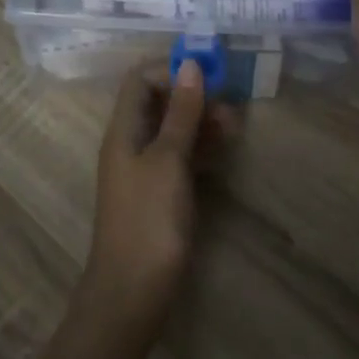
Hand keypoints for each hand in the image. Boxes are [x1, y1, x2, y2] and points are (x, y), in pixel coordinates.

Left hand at [82, 62, 228, 340]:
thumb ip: (181, 113)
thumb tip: (191, 64)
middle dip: (193, 96)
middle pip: (159, 102)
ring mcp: (144, 169)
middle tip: (230, 103)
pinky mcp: (158, 193)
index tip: (208, 74)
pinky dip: (199, 147)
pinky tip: (223, 148)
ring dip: (200, 121)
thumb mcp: (169, 160)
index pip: (141, 80)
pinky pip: (179, 156)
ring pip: (173, 129)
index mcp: (123, 129)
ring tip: (234, 125)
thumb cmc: (149, 220)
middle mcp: (130, 142)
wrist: (132, 294)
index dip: (171, 70)